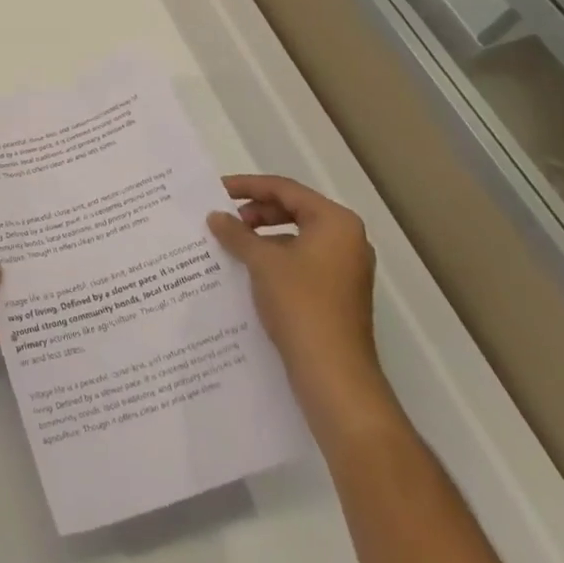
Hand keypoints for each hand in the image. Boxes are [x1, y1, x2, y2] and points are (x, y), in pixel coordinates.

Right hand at [207, 176, 389, 417]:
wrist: (334, 376)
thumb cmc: (301, 304)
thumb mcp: (262, 262)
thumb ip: (237, 233)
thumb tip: (216, 217)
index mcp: (336, 223)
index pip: (285, 189)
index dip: (248, 186)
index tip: (217, 190)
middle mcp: (347, 240)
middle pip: (294, 210)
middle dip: (256, 212)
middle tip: (225, 220)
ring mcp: (345, 269)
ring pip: (296, 237)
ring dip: (263, 237)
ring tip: (232, 245)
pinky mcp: (337, 295)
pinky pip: (301, 262)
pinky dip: (275, 259)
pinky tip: (249, 272)